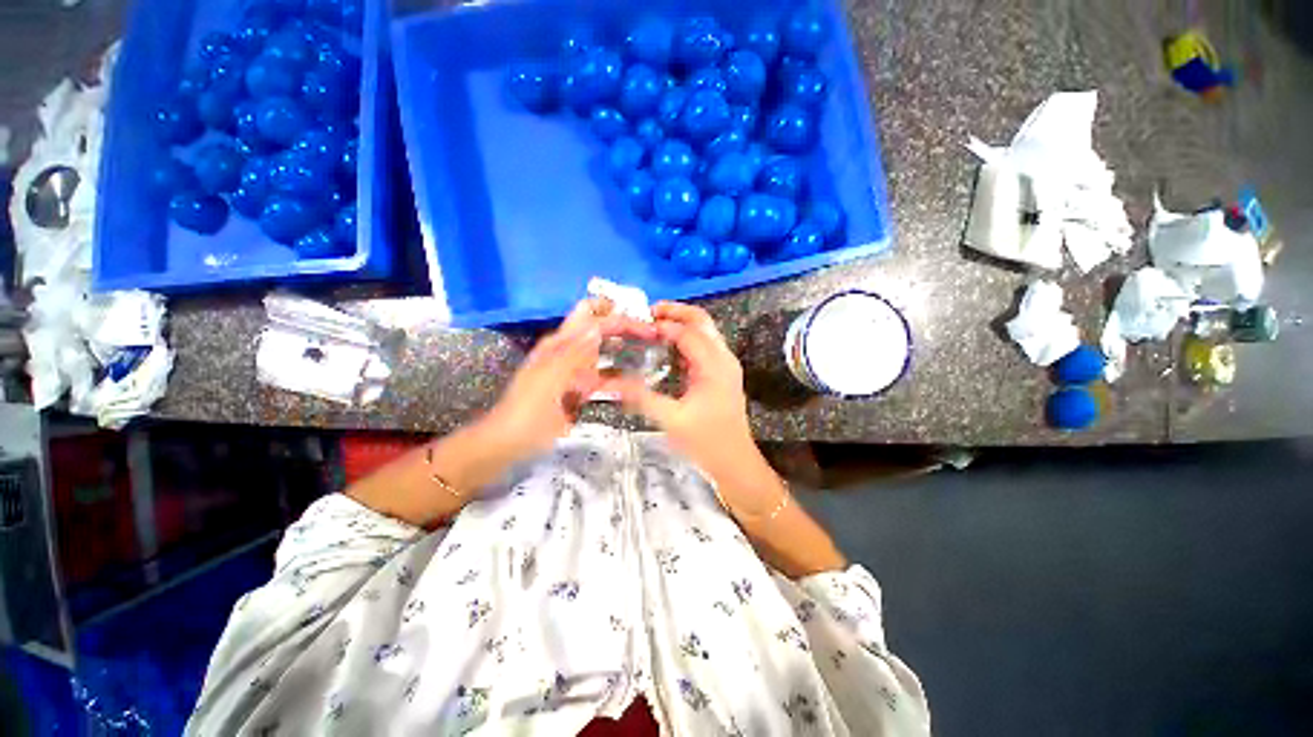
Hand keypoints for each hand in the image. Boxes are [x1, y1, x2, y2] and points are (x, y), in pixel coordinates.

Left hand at [477, 298, 655, 465]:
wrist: (511, 443)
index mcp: (560, 343)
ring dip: (624, 348)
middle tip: (652, 334)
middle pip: (600, 328)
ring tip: (651, 348)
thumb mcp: (549, 380)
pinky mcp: (581, 390)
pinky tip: (636, 380)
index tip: (645, 325)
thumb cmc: (528, 411)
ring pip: (605, 351)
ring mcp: (577, 370)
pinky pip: (604, 377)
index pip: (592, 317)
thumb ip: (573, 353)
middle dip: (624, 326)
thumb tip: (597, 326)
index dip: (618, 316)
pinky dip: (619, 376)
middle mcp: (570, 351)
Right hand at [602, 301, 762, 487]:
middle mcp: (723, 357)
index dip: (662, 326)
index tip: (637, 326)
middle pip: (701, 320)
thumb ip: (640, 396)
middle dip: (675, 312)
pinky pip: (703, 346)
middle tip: (646, 314)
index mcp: (714, 365)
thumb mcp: (670, 419)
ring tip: (652, 327)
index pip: (687, 332)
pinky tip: (665, 348)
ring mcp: (725, 365)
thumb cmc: (706, 442)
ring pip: (704, 331)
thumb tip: (609, 382)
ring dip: (680, 324)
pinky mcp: (721, 373)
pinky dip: (685, 340)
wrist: (735, 463)